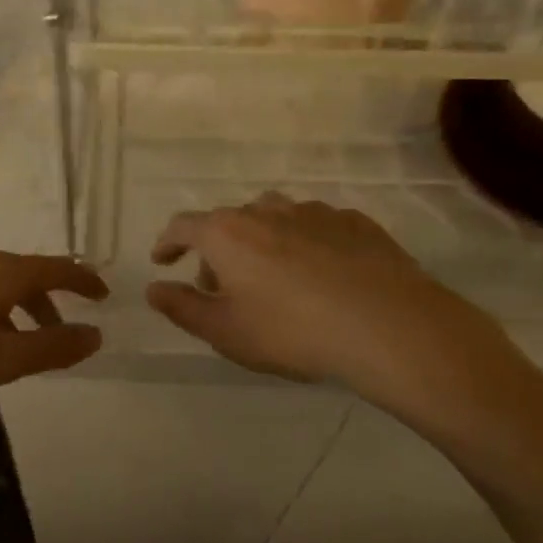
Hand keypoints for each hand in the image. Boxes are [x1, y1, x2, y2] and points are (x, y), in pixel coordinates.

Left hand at [0, 248, 107, 402]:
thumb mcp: (0, 359)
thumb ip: (51, 347)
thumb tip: (95, 334)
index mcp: (1, 272)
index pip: (55, 267)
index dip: (82, 279)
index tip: (102, 292)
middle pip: (23, 273)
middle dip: (46, 301)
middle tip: (58, 330)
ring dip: (12, 306)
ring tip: (11, 339)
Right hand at [147, 194, 542, 437]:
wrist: (389, 326)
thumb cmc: (292, 331)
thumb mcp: (225, 331)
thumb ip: (182, 307)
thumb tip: (153, 289)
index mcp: (227, 233)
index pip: (184, 226)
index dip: (168, 242)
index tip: (162, 259)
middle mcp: (266, 211)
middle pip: (229, 222)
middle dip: (218, 251)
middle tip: (223, 287)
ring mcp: (314, 212)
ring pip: (275, 218)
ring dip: (262, 241)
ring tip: (272, 276)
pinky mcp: (355, 222)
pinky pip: (316, 226)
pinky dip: (305, 243)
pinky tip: (322, 274)